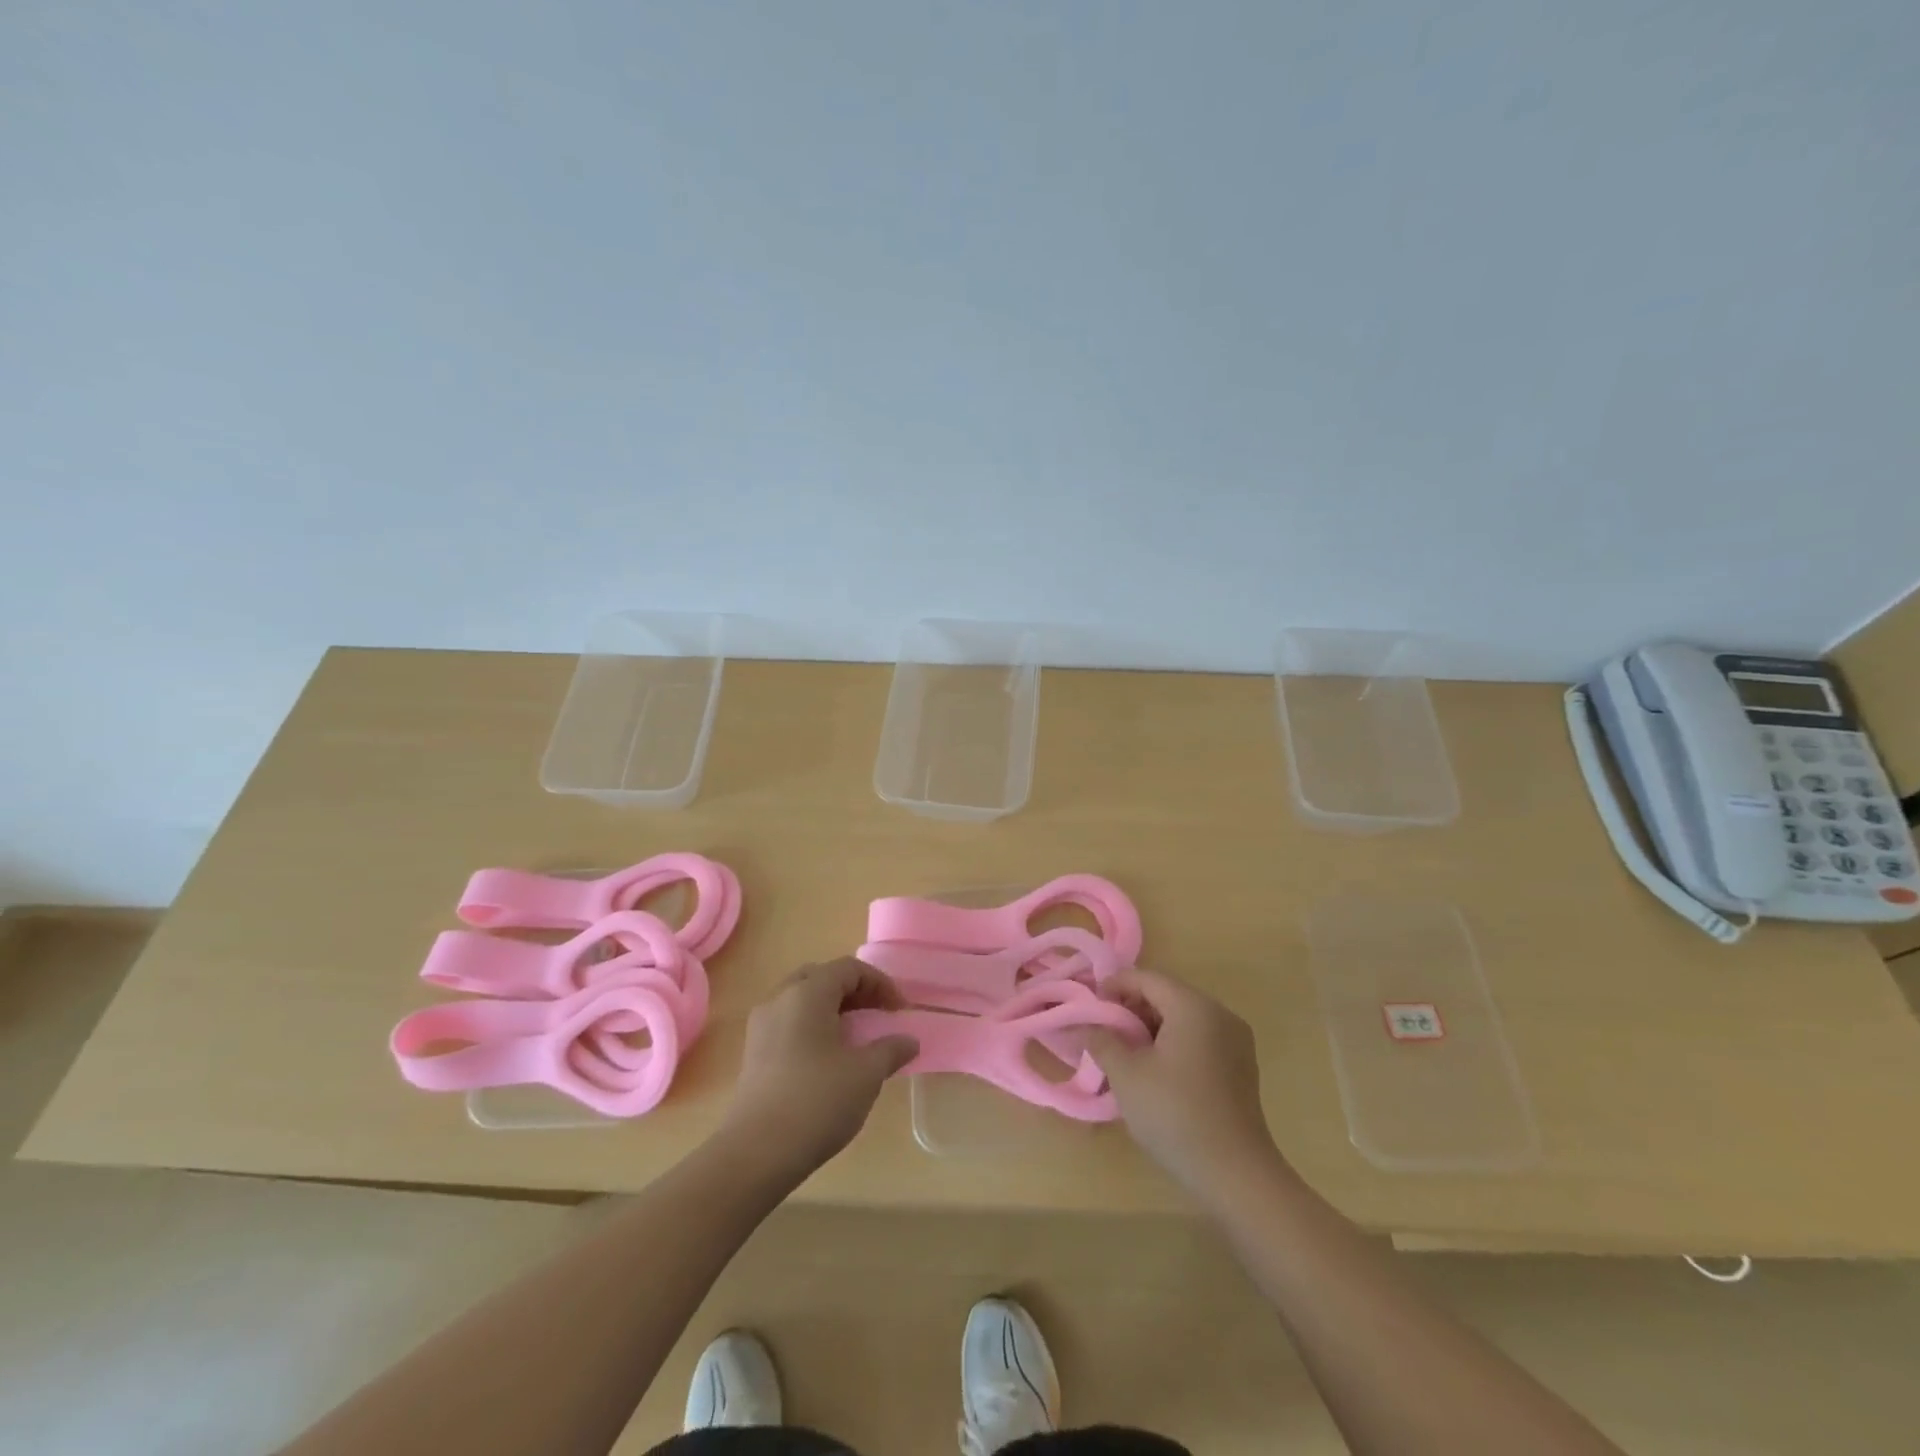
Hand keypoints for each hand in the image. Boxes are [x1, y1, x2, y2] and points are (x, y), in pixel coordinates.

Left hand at [722, 958, 918, 1180]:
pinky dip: (813, 1025)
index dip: (880, 983)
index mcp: (807, 993)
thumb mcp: (866, 1074)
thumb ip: (890, 1050)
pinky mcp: (753, 1052)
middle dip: (854, 990)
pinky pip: (788, 1021)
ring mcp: (761, 1025)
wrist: (757, 1152)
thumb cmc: (817, 1101)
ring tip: (856, 1034)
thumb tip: (909, 1041)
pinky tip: (829, 1056)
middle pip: (822, 977)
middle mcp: (780, 999)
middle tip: (877, 1013)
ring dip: (832, 1008)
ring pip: (801, 999)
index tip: (899, 1011)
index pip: (849, 968)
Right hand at [1089, 968, 1280, 1205]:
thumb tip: (1084, 1025)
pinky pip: (1199, 1038)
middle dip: (1132, 1007)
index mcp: (1194, 1007)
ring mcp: (1235, 1041)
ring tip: (1124, 1052)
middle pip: (1167, 994)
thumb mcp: (1126, 1075)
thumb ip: (1101, 1040)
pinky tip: (1154, 1070)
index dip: (1114, 985)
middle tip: (1104, 1030)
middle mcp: (1220, 1014)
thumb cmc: (1175, 1114)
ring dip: (1151, 1027)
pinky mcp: (1240, 1067)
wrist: (1236, 1174)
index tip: (1090, 1004)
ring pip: (1183, 1018)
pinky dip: (1173, 1043)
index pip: (1147, 978)